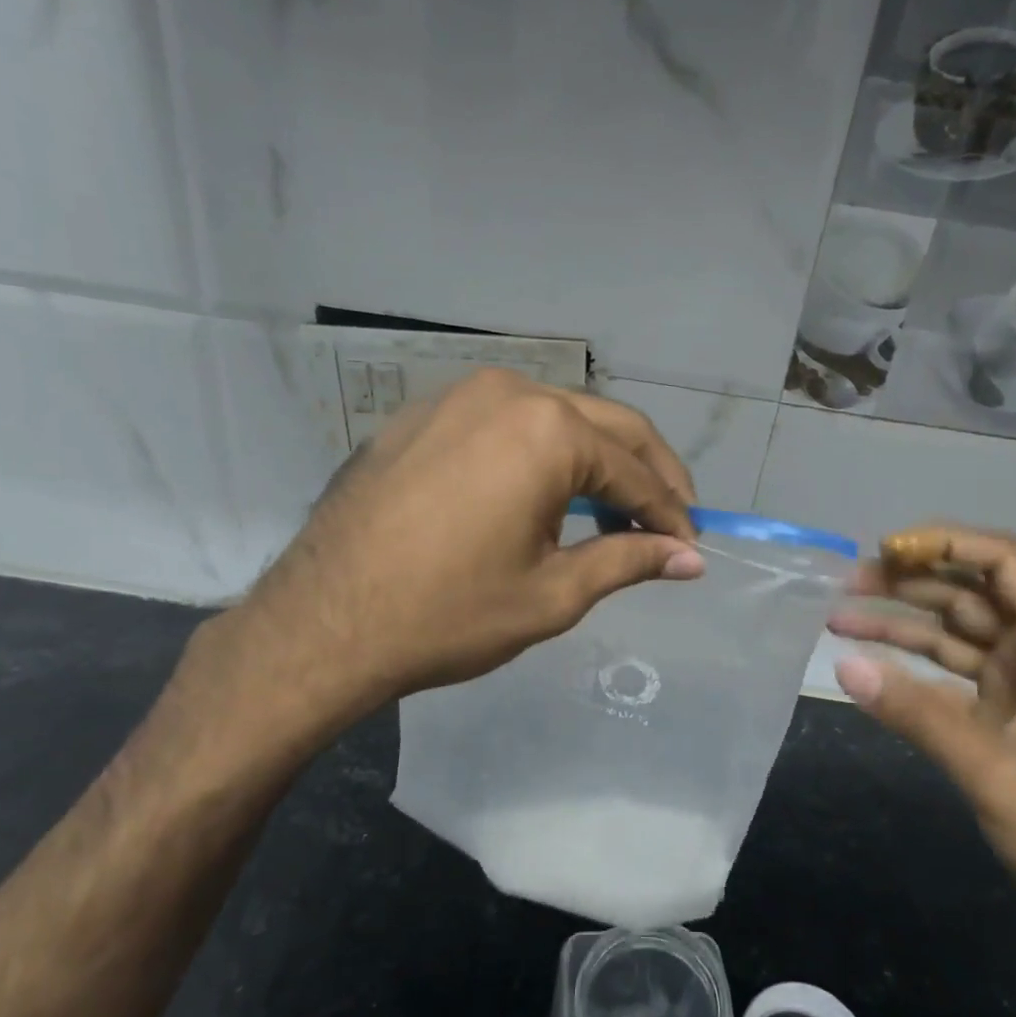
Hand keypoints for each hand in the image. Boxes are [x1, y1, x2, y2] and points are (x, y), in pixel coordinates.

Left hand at [190, 369, 704, 762]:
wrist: (323, 623)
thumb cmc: (448, 614)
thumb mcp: (553, 594)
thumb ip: (629, 561)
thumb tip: (692, 558)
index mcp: (548, 431)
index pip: (634, 471)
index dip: (669, 512)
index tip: (691, 545)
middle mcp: (509, 392)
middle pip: (605, 425)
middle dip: (646, 472)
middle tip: (671, 519)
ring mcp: (459, 395)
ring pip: (555, 416)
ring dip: (594, 458)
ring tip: (613, 509)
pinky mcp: (424, 414)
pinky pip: (504, 422)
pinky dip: (540, 451)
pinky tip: (544, 491)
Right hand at [829, 524, 1015, 957]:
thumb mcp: (993, 771)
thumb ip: (916, 714)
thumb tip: (844, 664)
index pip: (1006, 563)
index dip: (947, 543)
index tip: (886, 550)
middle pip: (970, 591)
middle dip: (909, 581)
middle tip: (844, 583)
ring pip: (952, 630)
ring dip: (899, 620)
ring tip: (838, 615)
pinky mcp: (1000, 715)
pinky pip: (946, 672)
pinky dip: (908, 664)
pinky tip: (867, 662)